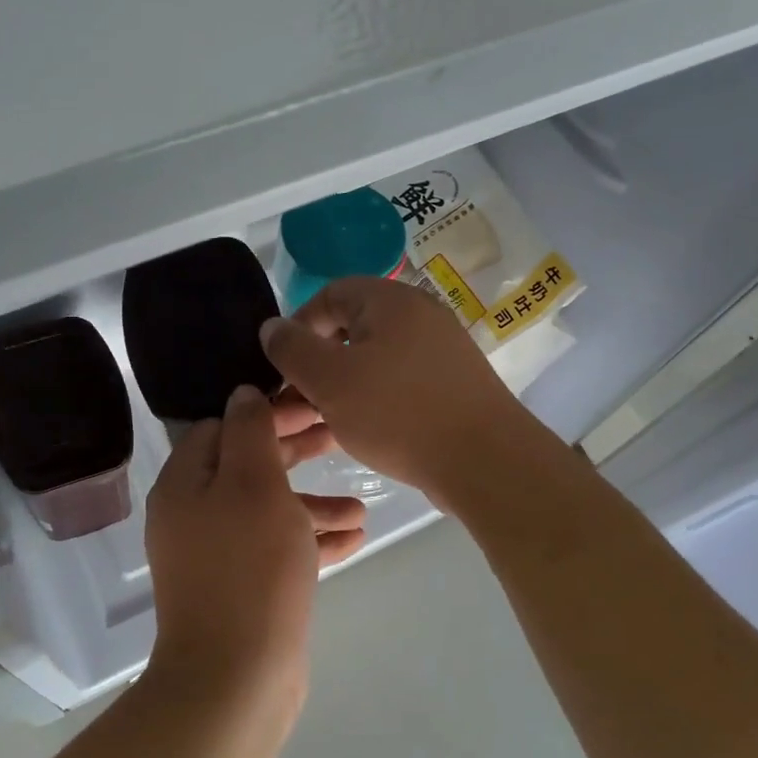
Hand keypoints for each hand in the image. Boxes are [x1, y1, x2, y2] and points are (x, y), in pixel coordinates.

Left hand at [144, 386, 366, 694]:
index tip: (311, 406)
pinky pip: (276, 550)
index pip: (221, 428)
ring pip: (267, 511)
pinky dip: (310, 540)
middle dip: (295, 453)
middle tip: (339, 440)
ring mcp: (215, 556)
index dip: (266, 413)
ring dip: (312, 503)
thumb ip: (250, 432)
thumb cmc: (249, 568)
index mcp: (185, 484)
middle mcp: (193, 515)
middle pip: (246, 467)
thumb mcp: (254, 485)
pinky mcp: (240, 589)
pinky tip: (353, 539)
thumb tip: (242, 393)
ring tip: (360, 506)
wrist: (235, 680)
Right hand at [258, 276, 540, 512]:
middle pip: (351, 329)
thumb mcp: (330, 380)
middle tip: (295, 402)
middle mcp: (419, 316)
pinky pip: (397, 383)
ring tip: (318, 424)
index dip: (297, 327)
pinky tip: (357, 433)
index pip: (329, 295)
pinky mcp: (450, 385)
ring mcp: (439, 351)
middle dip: (316, 364)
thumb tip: (271, 327)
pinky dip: (371, 401)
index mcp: (391, 301)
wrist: (486, 462)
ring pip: (372, 361)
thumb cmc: (398, 413)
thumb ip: (292, 349)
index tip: (282, 367)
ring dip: (339, 388)